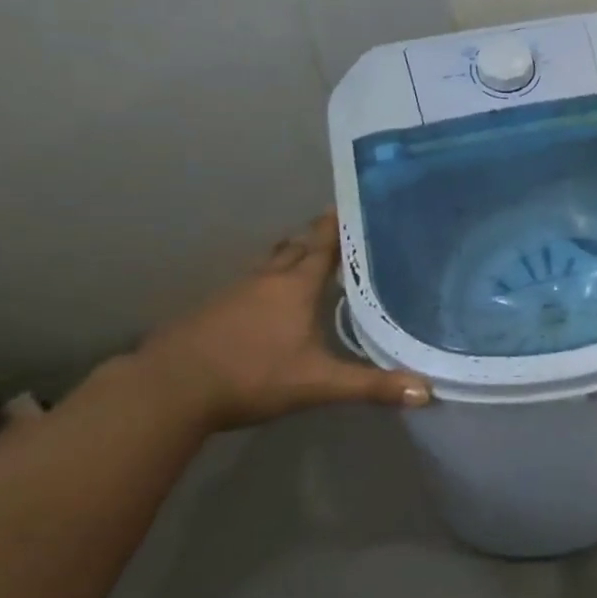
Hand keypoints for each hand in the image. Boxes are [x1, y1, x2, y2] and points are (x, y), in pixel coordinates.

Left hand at [138, 212, 431, 431]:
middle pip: (295, 247)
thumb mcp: (318, 383)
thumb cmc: (252, 376)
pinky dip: (266, 282)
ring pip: (269, 263)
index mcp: (296, 286)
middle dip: (316, 237)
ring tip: (308, 261)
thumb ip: (371, 386)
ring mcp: (234, 291)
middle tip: (338, 234)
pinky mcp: (211, 309)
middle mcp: (267, 279)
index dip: (339, 225)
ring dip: (289, 257)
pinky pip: (248, 283)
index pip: (324, 244)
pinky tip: (267, 302)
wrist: (169, 388)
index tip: (355, 205)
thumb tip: (427, 392)